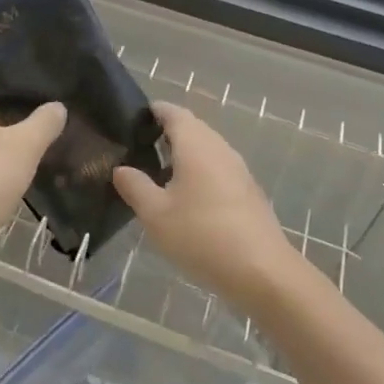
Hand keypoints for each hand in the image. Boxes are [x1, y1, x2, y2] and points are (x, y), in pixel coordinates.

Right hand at [113, 101, 301, 309]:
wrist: (262, 272)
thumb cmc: (202, 236)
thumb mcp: (156, 215)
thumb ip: (135, 186)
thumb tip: (121, 168)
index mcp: (196, 144)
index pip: (173, 112)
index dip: (152, 112)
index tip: (131, 123)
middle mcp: (219, 148)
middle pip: (191, 129)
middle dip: (165, 135)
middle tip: (137, 152)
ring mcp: (238, 169)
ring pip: (206, 151)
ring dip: (182, 157)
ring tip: (156, 178)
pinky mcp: (248, 191)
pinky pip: (218, 170)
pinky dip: (199, 175)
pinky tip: (186, 202)